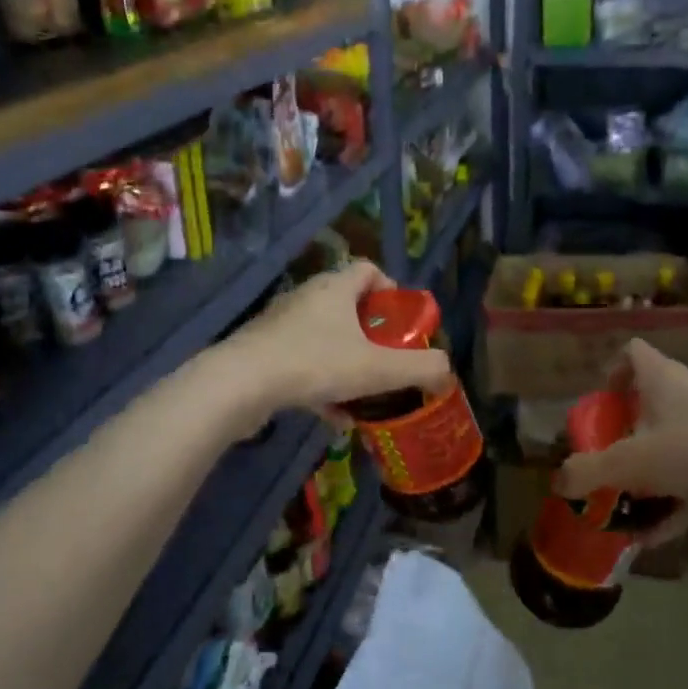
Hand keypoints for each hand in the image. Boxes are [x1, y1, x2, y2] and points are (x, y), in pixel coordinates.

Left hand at [228, 262, 451, 417]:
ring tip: (366, 395)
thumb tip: (447, 371)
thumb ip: (419, 368)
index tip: (402, 323)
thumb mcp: (378, 369)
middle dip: (372, 336)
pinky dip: (322, 385)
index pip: (368, 270)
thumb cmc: (314, 364)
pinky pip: (302, 364)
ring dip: (347, 364)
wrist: (240, 385)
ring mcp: (281, 326)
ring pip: (325, 340)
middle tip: (389, 361)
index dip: (391, 291)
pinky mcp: (263, 353)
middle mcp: (307, 298)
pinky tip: (334, 418)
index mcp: (335, 289)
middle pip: (348, 307)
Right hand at [553, 339, 687, 546]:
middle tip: (609, 457)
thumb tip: (558, 483)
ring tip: (628, 501)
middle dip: (627, 431)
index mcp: (664, 378)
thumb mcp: (629, 463)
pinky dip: (675, 498)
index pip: (633, 352)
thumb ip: (589, 472)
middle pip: (652, 401)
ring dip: (650, 470)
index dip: (612, 372)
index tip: (601, 403)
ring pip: (674, 441)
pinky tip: (655, 533)